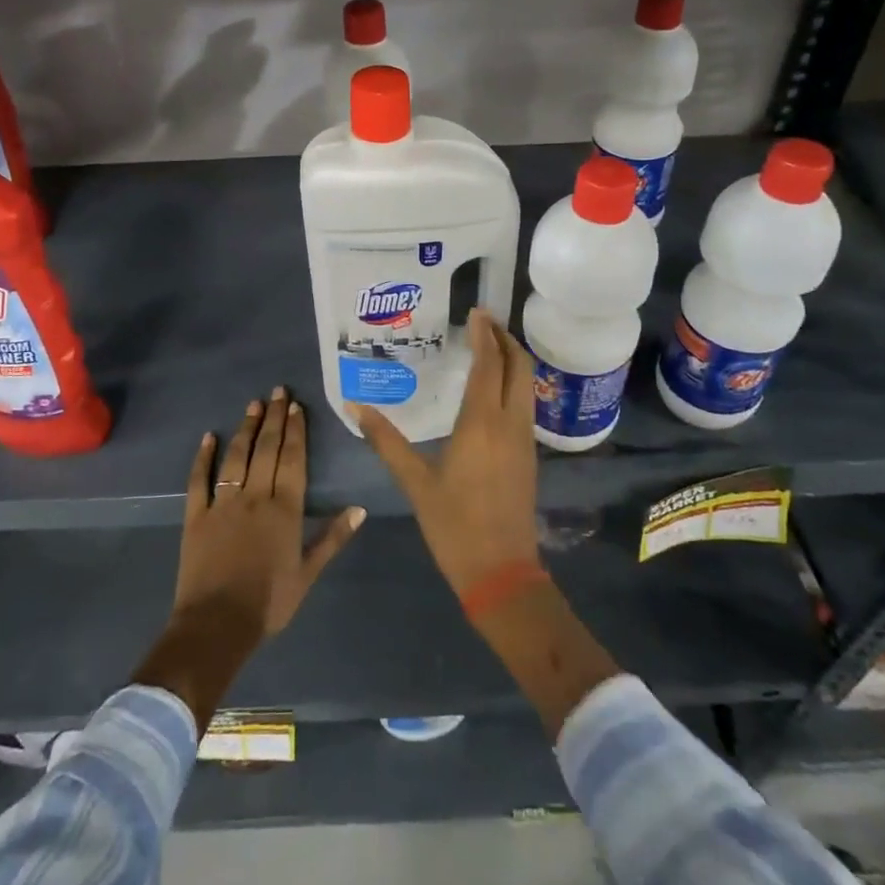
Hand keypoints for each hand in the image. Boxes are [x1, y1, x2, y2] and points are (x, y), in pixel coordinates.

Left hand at [135, 388, 364, 726]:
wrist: (216, 625)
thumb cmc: (268, 603)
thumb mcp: (308, 575)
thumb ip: (333, 538)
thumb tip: (360, 509)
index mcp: (285, 510)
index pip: (293, 460)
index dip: (296, 432)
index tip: (297, 407)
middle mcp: (255, 497)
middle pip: (267, 449)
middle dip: (274, 418)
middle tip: (278, 391)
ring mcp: (223, 503)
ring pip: (236, 457)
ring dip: (246, 428)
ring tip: (253, 404)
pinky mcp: (196, 515)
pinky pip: (199, 479)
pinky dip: (203, 457)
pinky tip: (209, 437)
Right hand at [351, 309, 539, 595]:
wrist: (501, 573)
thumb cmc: (454, 526)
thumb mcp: (415, 482)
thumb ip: (386, 442)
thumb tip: (356, 408)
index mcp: (482, 423)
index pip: (490, 364)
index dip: (485, 334)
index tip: (476, 311)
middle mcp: (510, 423)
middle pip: (519, 366)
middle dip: (506, 338)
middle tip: (485, 320)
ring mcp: (524, 439)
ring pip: (527, 384)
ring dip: (513, 358)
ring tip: (489, 345)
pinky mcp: (529, 455)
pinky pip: (526, 403)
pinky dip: (515, 381)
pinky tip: (495, 387)